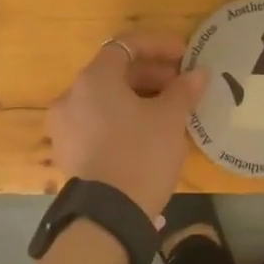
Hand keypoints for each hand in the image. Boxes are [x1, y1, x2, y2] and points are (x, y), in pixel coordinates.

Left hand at [49, 34, 208, 221]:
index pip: (126, 46)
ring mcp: (65, 127)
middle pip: (114, 73)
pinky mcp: (69, 153)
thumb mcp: (170, 119)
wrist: (109, 216)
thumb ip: (184, 90)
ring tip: (169, 110)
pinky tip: (148, 133)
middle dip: (151, 74)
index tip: (185, 56)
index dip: (158, 46)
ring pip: (106, 100)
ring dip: (138, 98)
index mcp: (93, 80)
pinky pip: (98, 123)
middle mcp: (71, 97)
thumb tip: (198, 73)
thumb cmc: (141, 154)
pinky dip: (122, 119)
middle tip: (181, 85)